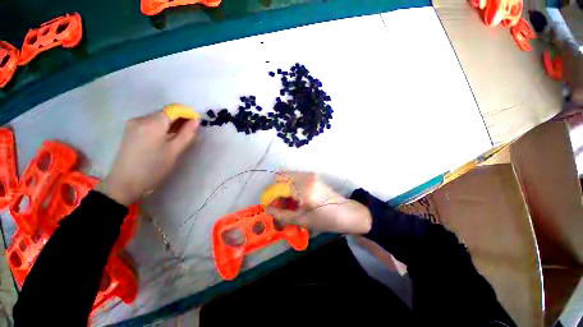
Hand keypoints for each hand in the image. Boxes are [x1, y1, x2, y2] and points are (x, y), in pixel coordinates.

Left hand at [97, 110, 199, 205]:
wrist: (125, 183)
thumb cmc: (153, 168)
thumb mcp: (175, 151)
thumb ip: (187, 134)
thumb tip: (197, 121)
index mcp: (152, 123)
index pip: (174, 109)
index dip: (188, 113)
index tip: (198, 121)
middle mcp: (141, 119)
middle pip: (165, 112)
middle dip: (181, 118)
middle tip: (192, 130)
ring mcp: (133, 124)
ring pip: (159, 117)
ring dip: (172, 123)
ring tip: (181, 135)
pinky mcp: (131, 130)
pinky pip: (151, 123)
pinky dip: (163, 127)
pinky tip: (167, 137)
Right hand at [265, 172, 371, 233]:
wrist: (347, 213)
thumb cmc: (325, 219)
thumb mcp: (302, 220)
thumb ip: (281, 214)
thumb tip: (267, 208)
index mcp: (302, 188)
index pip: (277, 187)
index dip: (269, 196)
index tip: (267, 206)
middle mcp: (304, 176)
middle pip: (280, 176)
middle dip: (274, 189)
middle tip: (277, 203)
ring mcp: (309, 174)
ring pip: (287, 175)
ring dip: (282, 186)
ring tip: (285, 201)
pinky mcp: (312, 176)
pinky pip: (294, 176)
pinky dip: (289, 184)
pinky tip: (293, 197)